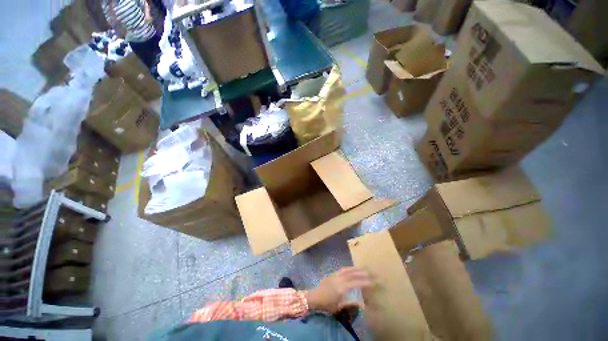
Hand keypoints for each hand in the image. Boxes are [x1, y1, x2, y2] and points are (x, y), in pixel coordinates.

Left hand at [304, 267, 370, 313]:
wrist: (311, 299)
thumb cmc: (325, 305)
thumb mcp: (338, 307)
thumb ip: (350, 304)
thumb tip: (362, 303)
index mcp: (341, 288)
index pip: (356, 283)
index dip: (366, 282)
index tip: (373, 283)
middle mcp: (338, 280)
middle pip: (353, 274)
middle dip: (363, 274)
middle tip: (372, 274)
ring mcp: (334, 276)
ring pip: (347, 270)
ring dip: (357, 269)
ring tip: (364, 270)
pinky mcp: (330, 275)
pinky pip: (342, 270)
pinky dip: (349, 269)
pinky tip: (353, 270)